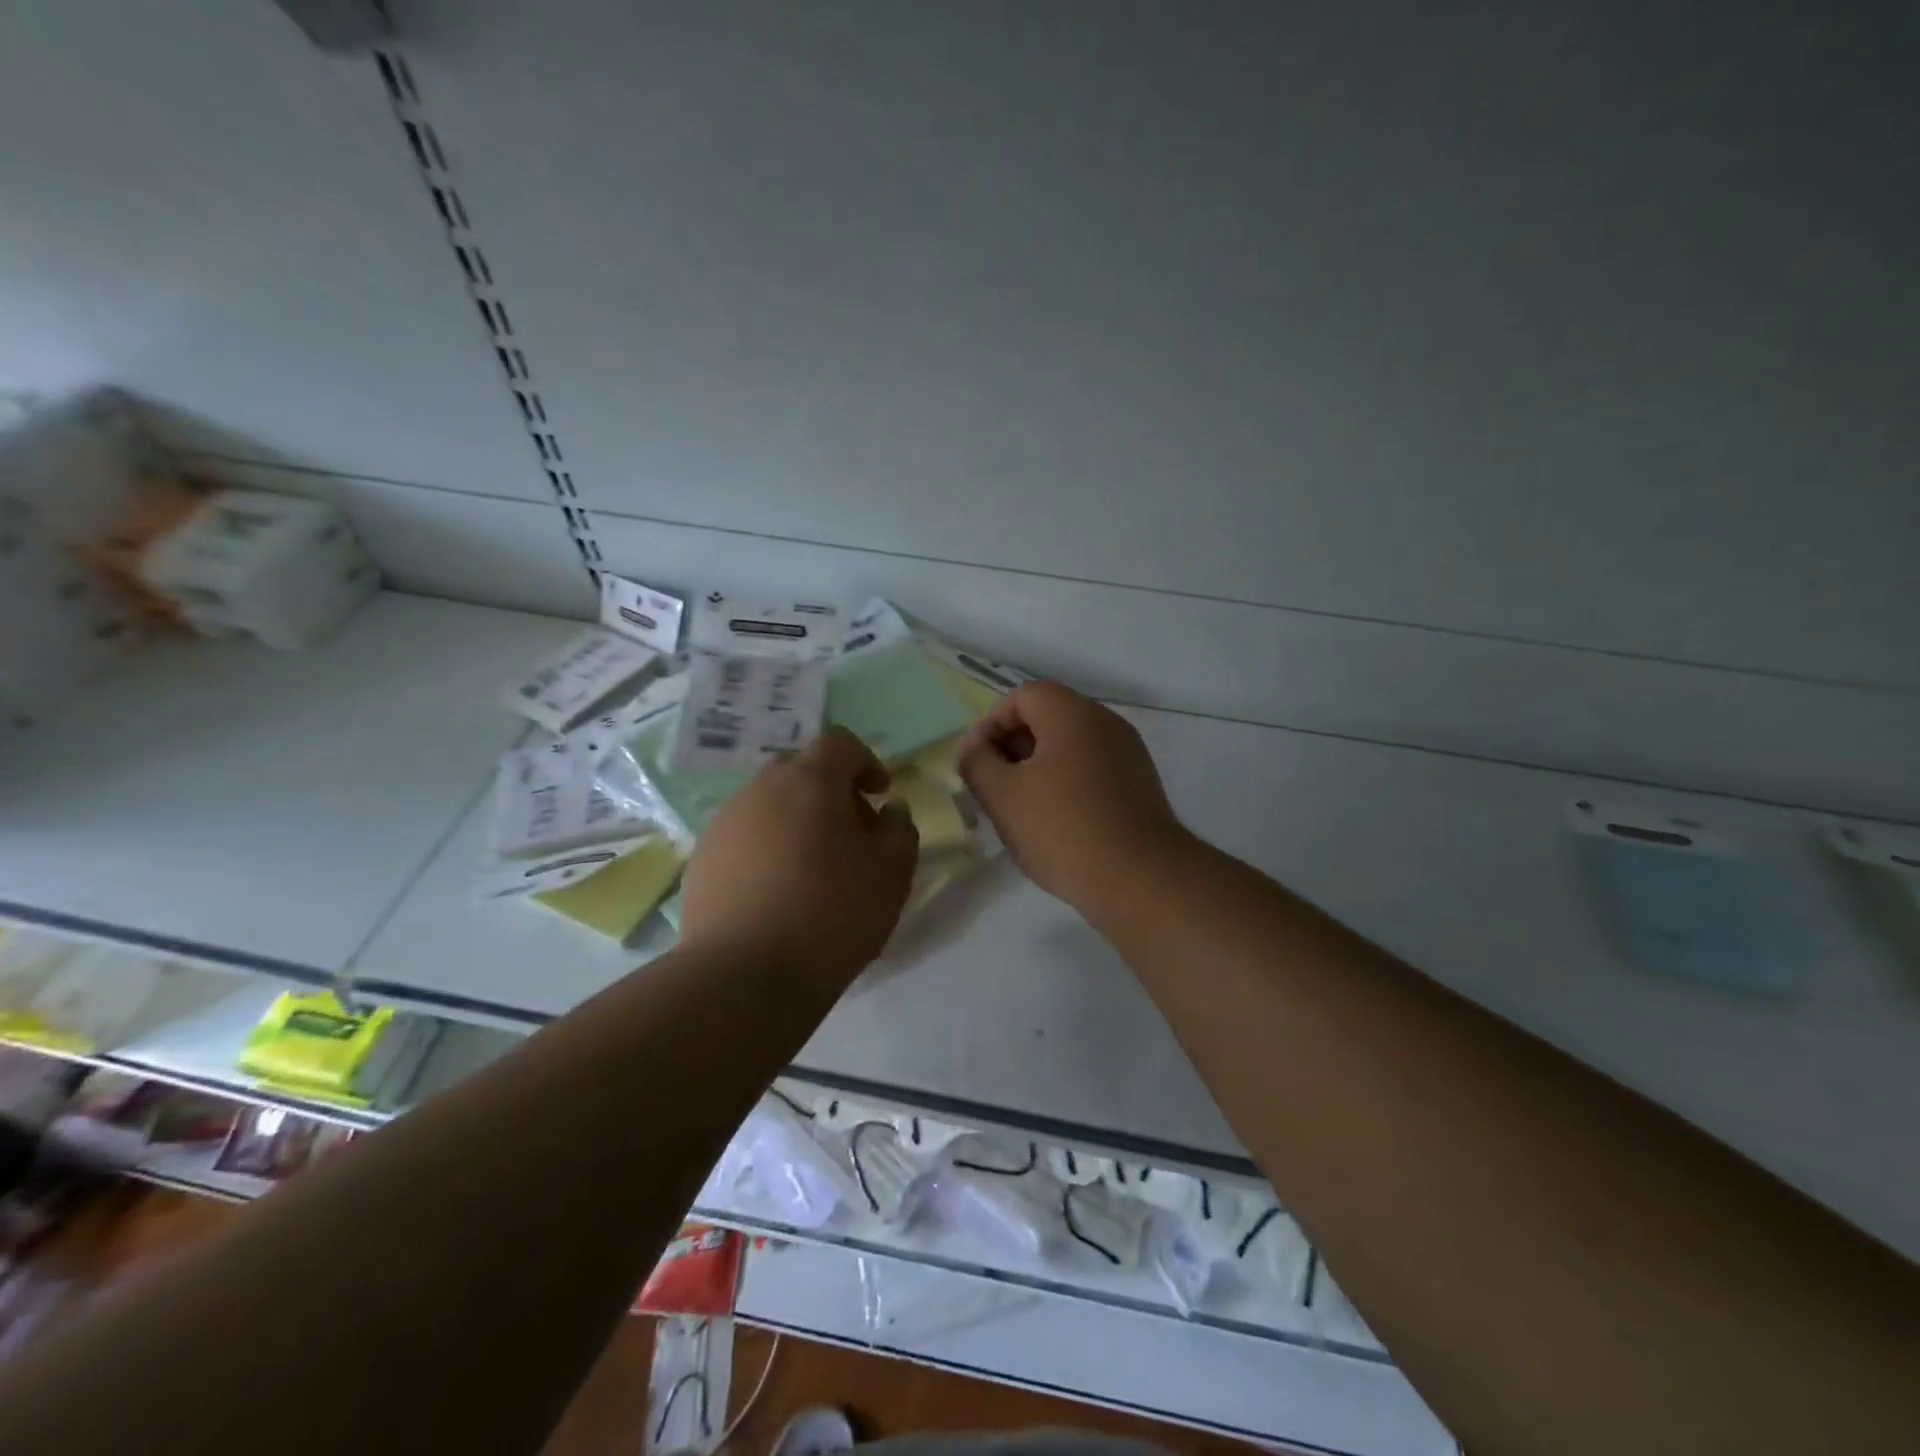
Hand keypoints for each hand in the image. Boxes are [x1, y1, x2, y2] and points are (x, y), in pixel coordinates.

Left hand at [679, 730, 919, 988]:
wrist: (744, 976)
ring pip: (768, 804)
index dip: (866, 761)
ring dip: (795, 820)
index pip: (839, 743)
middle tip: (849, 831)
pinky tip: (777, 892)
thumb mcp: (892, 873)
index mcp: (809, 781)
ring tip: (813, 868)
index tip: (879, 794)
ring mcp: (724, 824)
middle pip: (799, 770)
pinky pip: (744, 837)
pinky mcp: (702, 860)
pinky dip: (766, 848)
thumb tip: (889, 810)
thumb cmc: (832, 914)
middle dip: (829, 790)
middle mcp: (760, 790)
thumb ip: (900, 829)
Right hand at [959, 681, 1192, 913]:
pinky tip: (1056, 823)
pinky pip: (1092, 768)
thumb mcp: (1003, 796)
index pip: (1023, 696)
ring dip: (1038, 767)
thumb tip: (974, 748)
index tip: (977, 762)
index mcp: (1073, 714)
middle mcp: (1105, 722)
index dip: (992, 724)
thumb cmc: (1063, 829)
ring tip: (1021, 808)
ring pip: (1070, 745)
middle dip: (1013, 746)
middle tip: (994, 786)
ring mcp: (1128, 753)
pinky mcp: (1139, 784)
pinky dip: (1067, 782)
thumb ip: (977, 762)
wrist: (1141, 879)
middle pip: (1048, 717)